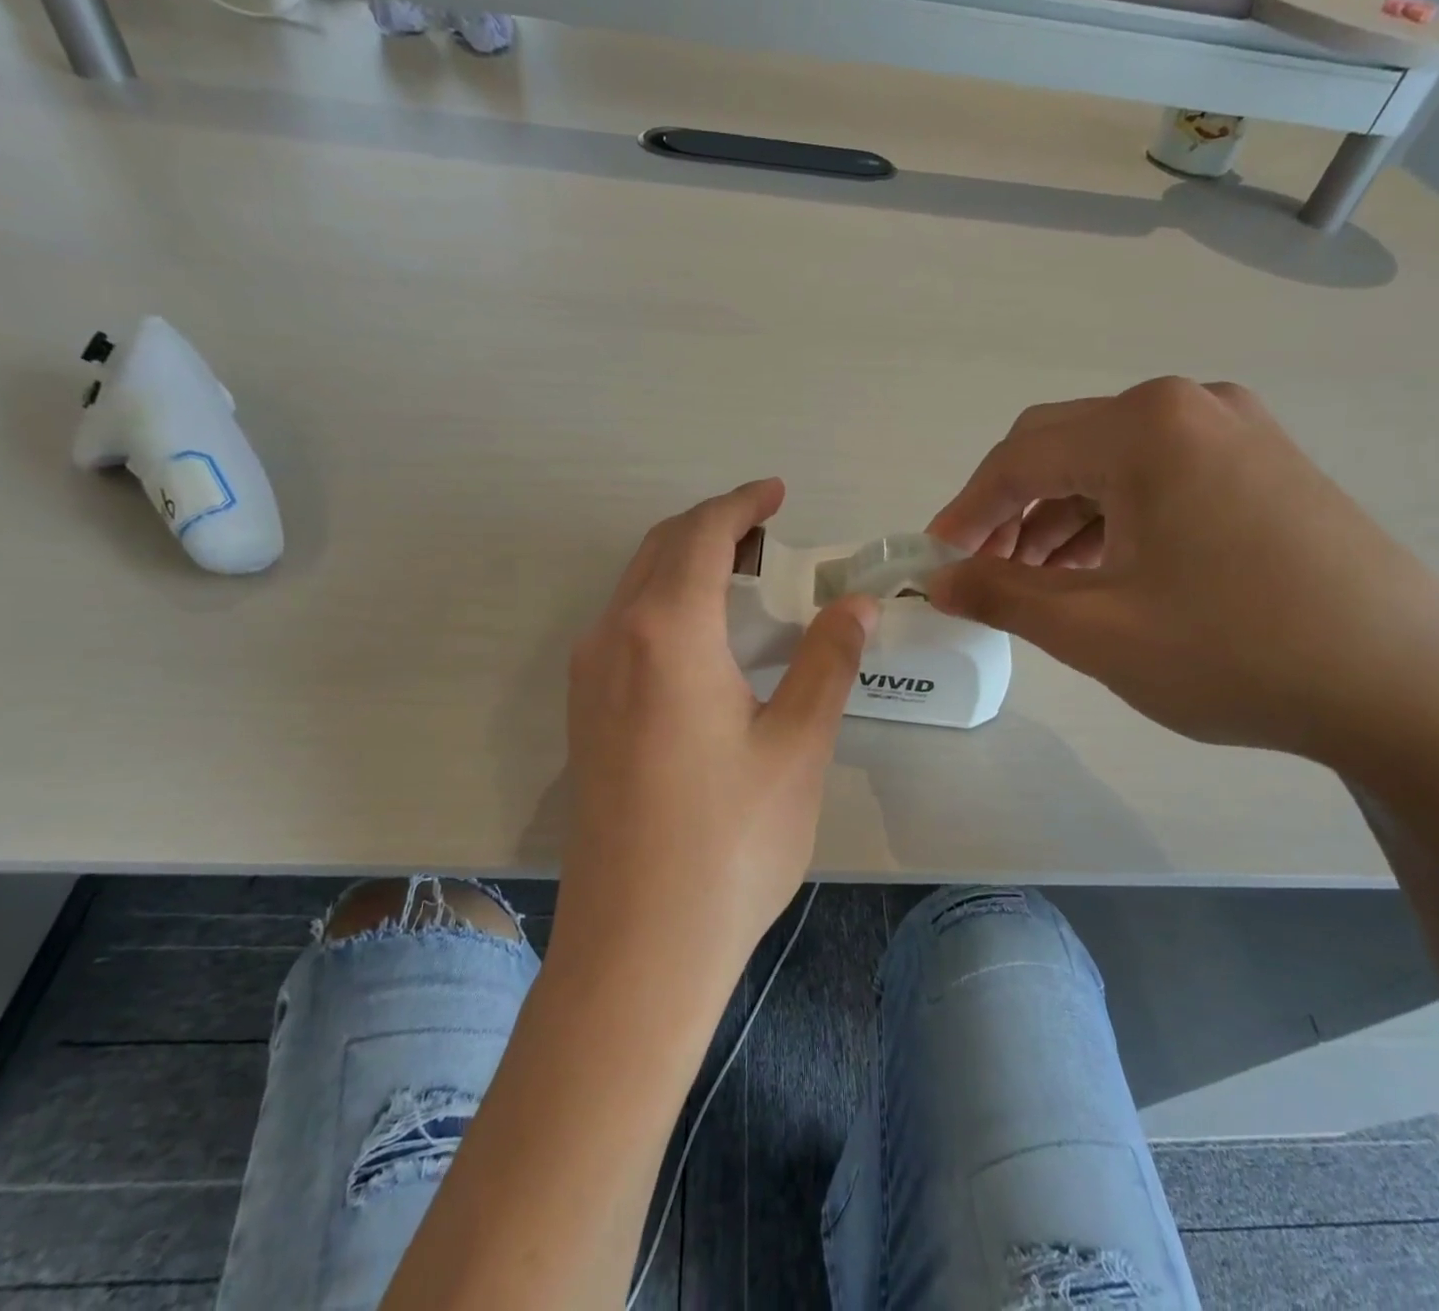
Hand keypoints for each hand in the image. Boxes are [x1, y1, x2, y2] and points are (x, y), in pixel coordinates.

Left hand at [557, 479, 876, 976]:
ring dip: (686, 563)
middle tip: (770, 533)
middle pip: (661, 548)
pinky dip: (665, 602)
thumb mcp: (797, 746)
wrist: (638, 946)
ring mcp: (589, 677)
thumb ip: (827, 662)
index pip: (703, 535)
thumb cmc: (730, 843)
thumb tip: (854, 604)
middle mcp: (614, 637)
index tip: (778, 493)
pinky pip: (624, 625)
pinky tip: (704, 638)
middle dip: (714, 526)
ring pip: (636, 585)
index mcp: (667, 631)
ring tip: (745, 578)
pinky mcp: (584, 713)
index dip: (743, 504)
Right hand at [926, 379, 1438, 772]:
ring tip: (1039, 582)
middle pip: (1061, 447)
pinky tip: (1103, 570)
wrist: (1414, 691)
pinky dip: (1113, 518)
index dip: (964, 511)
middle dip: (1009, 510)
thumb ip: (1000, 595)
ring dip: (1059, 516)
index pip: (1018, 457)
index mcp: (1144, 428)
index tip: (934, 560)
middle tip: (982, 572)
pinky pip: (1158, 476)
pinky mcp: (1266, 464)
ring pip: (1110, 463)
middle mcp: (1189, 406)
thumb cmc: (1236, 653)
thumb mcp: (1095, 630)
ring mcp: (1237, 430)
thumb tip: (937, 580)